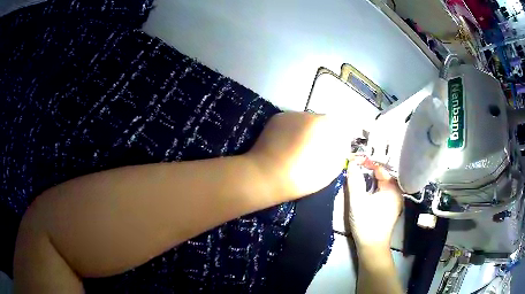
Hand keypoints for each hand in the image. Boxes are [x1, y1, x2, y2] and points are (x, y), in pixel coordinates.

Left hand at [247, 112, 351, 199]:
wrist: (265, 176)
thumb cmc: (301, 177)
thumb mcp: (330, 170)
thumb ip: (340, 152)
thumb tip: (341, 144)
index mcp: (322, 124)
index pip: (337, 125)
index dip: (335, 138)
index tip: (330, 151)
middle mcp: (306, 114)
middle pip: (320, 122)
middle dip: (320, 133)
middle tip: (313, 151)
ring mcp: (289, 115)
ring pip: (305, 121)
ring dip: (306, 131)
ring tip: (297, 149)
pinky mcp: (276, 119)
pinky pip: (291, 122)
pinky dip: (292, 130)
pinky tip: (286, 145)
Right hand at [347, 159, 402, 248]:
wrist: (372, 246)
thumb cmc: (366, 224)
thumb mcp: (357, 201)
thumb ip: (354, 181)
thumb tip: (352, 163)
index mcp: (393, 188)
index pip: (380, 168)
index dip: (366, 163)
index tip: (353, 160)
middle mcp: (397, 191)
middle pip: (382, 174)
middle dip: (368, 169)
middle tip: (354, 166)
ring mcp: (395, 199)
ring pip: (382, 182)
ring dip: (370, 178)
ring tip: (358, 174)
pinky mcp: (391, 206)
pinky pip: (383, 190)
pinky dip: (374, 186)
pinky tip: (365, 187)